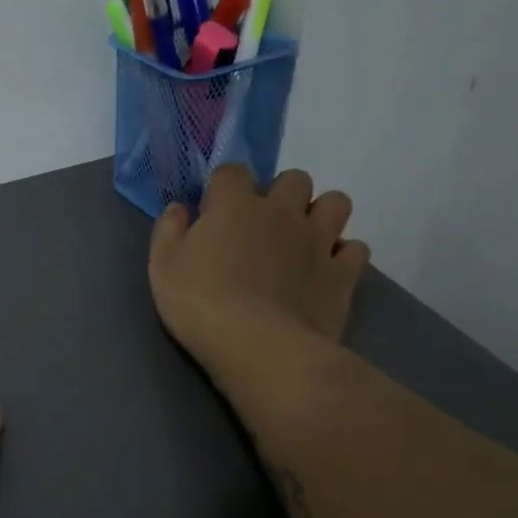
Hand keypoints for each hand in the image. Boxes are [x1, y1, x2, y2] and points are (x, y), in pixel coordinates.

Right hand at [148, 165, 369, 377]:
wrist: (258, 346)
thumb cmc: (200, 303)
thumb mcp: (162, 267)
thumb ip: (168, 231)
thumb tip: (179, 208)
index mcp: (235, 205)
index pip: (232, 171)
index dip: (223, 188)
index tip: (213, 212)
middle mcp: (282, 212)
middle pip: (294, 179)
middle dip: (281, 194)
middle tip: (262, 225)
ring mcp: (318, 240)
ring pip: (336, 203)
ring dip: (320, 214)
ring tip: (302, 239)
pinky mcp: (342, 273)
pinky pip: (355, 249)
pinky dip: (342, 255)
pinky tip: (325, 270)